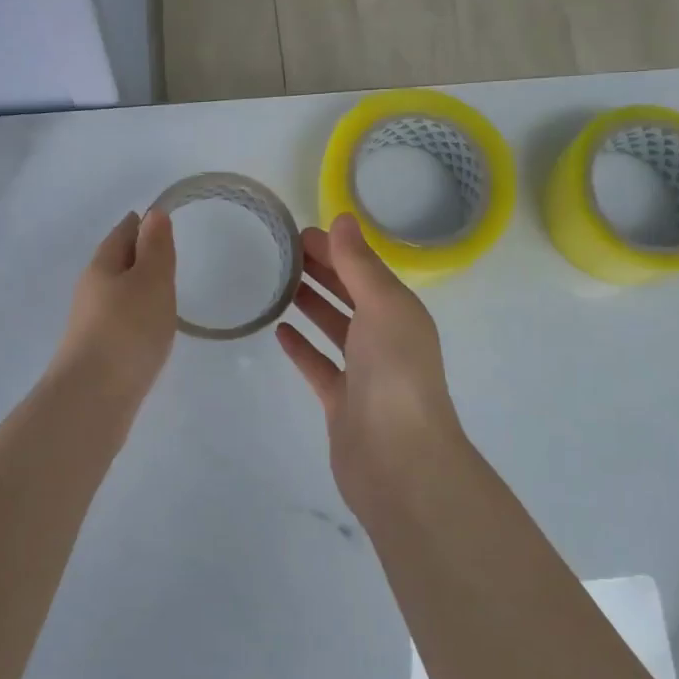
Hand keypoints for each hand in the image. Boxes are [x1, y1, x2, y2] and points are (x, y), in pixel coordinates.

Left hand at [53, 209, 176, 405]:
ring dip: (137, 287)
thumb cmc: (127, 329)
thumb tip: (153, 213)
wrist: (93, 397)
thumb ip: (156, 247)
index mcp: (102, 266)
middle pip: (116, 262)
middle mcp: (91, 290)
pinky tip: (149, 328)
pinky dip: (135, 314)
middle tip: (165, 251)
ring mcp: (91, 323)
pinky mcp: (98, 352)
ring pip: (117, 293)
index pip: (122, 233)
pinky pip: (120, 320)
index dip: (141, 223)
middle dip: (138, 254)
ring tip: (162, 289)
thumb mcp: (151, 280)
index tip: (160, 219)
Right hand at [276, 213, 469, 507]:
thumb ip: (359, 264)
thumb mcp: (382, 306)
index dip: (335, 249)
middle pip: (350, 295)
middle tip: (282, 253)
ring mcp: (364, 373)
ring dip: (312, 305)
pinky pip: (319, 366)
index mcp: (400, 312)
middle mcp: (385, 338)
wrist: (398, 460)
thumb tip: (343, 218)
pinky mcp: (342, 402)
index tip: (298, 233)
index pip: (364, 270)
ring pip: (334, 329)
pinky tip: (280, 331)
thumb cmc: (394, 373)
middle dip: (322, 271)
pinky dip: (302, 348)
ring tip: (279, 284)